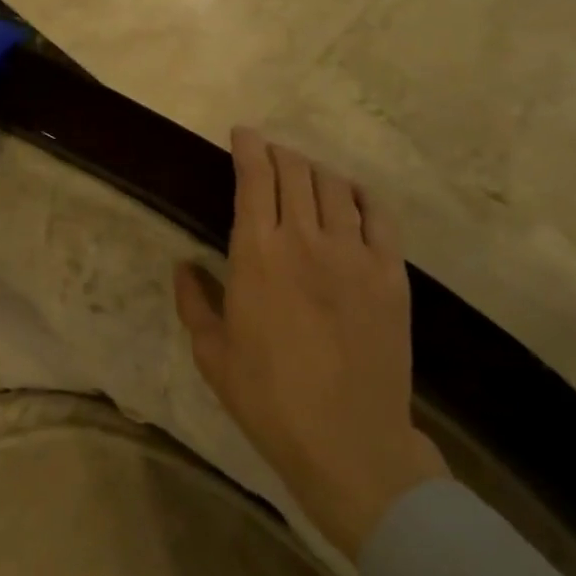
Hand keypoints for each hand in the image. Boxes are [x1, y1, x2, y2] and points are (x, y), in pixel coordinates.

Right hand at [174, 129, 449, 560]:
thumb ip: (194, 301)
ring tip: (306, 175)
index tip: (243, 133)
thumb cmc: (268, 398)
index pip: (254, 177)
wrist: (348, 441)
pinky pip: (379, 215)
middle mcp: (305, 238)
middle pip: (295, 171)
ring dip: (316, 171)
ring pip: (335, 186)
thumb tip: (184, 266)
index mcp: (257, 253)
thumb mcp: (212, 353)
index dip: (248, 147)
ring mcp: (353, 253)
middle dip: (279, 153)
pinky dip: (362, 196)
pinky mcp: (390, 273)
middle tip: (271, 154)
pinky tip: (353, 196)